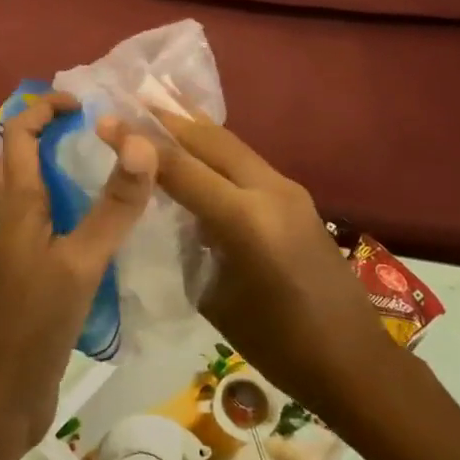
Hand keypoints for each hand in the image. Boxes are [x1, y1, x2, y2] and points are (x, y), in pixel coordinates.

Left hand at [0, 93, 157, 456]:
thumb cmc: (34, 322)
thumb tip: (141, 144)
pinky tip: (116, 224)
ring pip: (43, 191)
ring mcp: (27, 247)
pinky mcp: (39, 273)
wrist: (2, 395)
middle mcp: (18, 218)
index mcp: (19, 205)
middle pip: (25, 157)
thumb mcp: (80, 261)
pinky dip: (80, 207)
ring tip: (116, 167)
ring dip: (69, 169)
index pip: (20, 134)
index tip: (85, 104)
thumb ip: (112, 207)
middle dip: (56, 132)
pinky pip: (58, 223)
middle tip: (103, 129)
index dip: (45, 108)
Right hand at [102, 109, 400, 429]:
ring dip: (194, 130)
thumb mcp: (216, 298)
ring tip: (159, 110)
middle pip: (211, 140)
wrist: (354, 361)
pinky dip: (216, 150)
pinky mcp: (297, 197)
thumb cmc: (278, 346)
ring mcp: (289, 190)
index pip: (181, 168)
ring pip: (232, 145)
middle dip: (169, 118)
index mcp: (246, 221)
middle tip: (132, 99)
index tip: (106, 121)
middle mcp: (270, 191)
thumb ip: (191, 244)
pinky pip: (247, 162)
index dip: (139, 143)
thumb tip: (172, 214)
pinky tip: (197, 150)